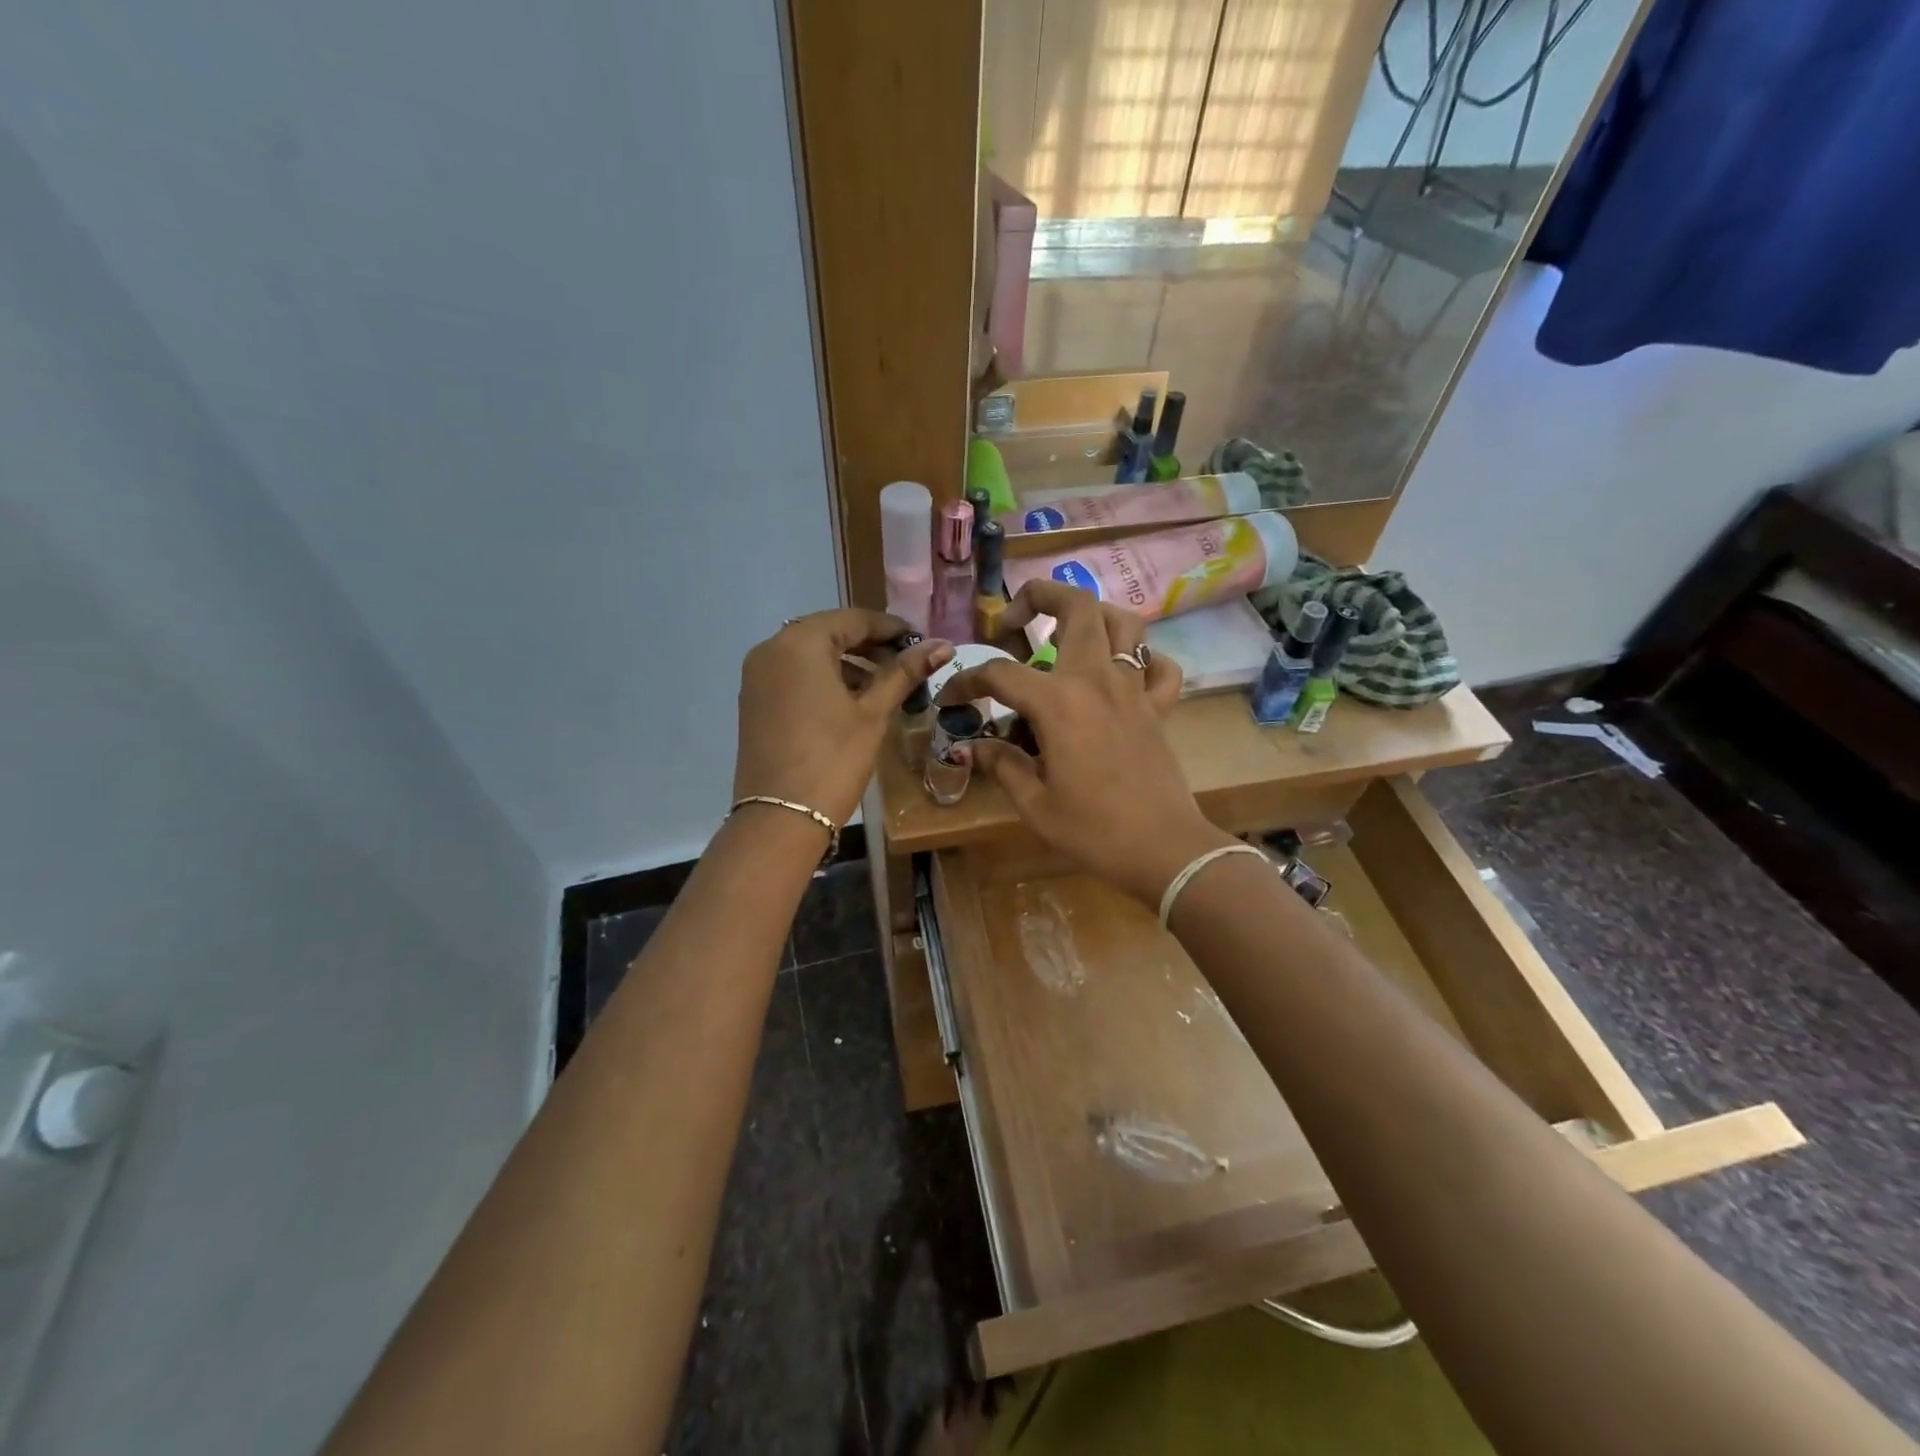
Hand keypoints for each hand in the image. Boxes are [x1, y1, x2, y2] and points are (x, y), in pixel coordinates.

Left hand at [734, 610, 952, 829]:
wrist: (779, 818)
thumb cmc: (833, 759)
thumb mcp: (873, 713)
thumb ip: (904, 673)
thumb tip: (942, 644)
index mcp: (800, 643)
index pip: (853, 619)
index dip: (891, 628)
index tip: (921, 643)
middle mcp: (771, 649)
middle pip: (829, 632)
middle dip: (869, 646)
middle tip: (906, 664)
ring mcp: (757, 676)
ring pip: (810, 654)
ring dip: (847, 663)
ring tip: (884, 686)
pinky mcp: (753, 701)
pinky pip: (794, 675)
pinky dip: (823, 679)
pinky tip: (850, 702)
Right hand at [935, 582, 1235, 905]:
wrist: (1163, 849)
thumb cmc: (1093, 829)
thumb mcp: (1034, 803)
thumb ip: (1002, 765)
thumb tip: (973, 746)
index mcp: (1058, 702)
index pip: (1000, 673)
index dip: (967, 681)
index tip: (951, 699)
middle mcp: (1097, 680)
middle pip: (1076, 606)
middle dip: (1038, 596)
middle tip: (1012, 622)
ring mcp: (1134, 689)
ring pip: (1124, 622)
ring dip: (1092, 616)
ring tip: (1065, 637)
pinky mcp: (1159, 708)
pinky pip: (1159, 666)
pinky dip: (1142, 659)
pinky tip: (1121, 675)